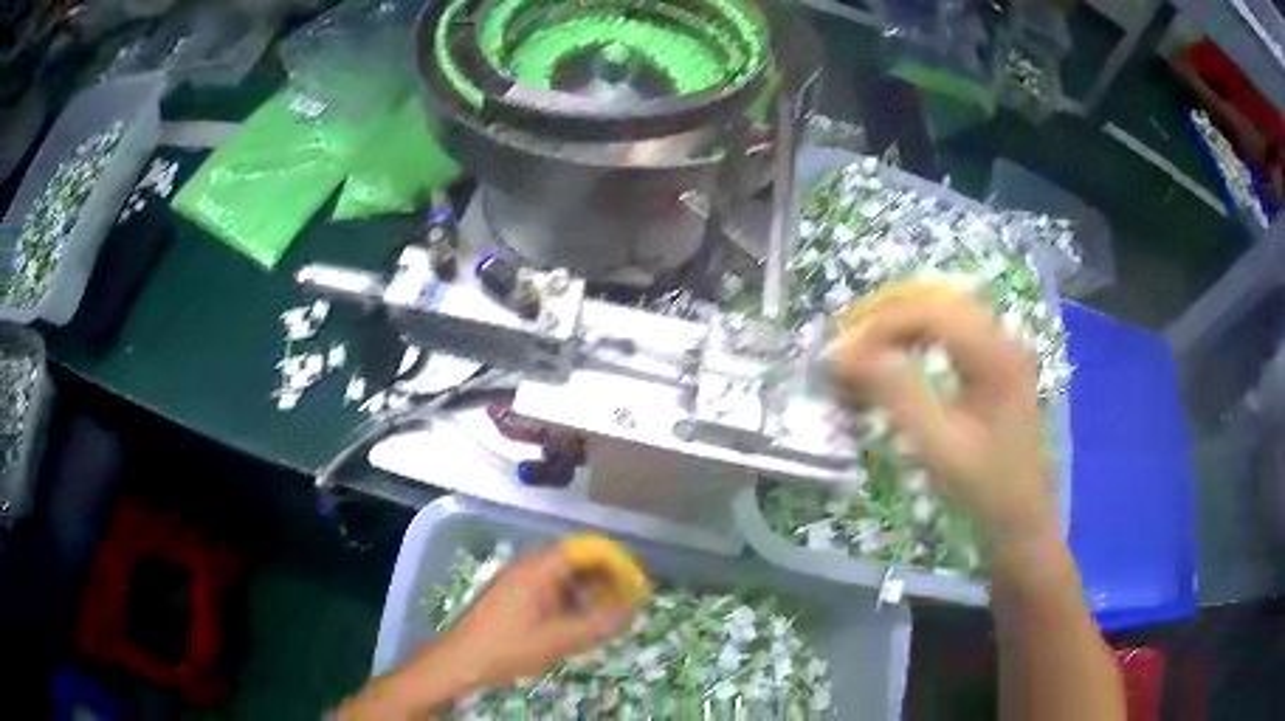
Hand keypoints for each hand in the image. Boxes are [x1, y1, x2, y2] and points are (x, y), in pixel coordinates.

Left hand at [343, 545, 637, 718]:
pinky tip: (581, 623)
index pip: (584, 548)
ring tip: (609, 615)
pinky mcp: (513, 598)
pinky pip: (551, 591)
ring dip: (590, 592)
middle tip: (628, 601)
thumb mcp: (558, 640)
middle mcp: (528, 568)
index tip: (637, 580)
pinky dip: (572, 602)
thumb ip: (598, 624)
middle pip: (575, 560)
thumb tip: (633, 608)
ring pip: (564, 577)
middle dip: (605, 578)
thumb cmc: (506, 648)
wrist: (459, 663)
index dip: (614, 560)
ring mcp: (518, 582)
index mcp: (537, 569)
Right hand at [828, 282, 1054, 546]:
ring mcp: (1002, 346)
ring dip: (899, 320)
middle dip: (885, 314)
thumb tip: (848, 354)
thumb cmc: (985, 490)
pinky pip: (952, 327)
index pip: (929, 311)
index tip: (842, 356)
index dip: (880, 325)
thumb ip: (897, 394)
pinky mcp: (997, 360)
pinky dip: (917, 333)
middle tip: (845, 343)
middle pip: (936, 298)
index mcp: (996, 354)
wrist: (1024, 520)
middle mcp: (1002, 336)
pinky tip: (896, 353)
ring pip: (943, 307)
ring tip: (862, 346)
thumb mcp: (939, 448)